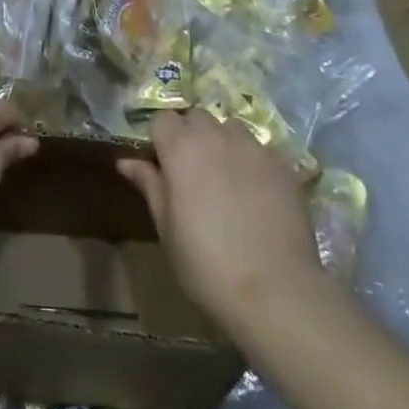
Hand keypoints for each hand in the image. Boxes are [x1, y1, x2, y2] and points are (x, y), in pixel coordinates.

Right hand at [118, 110, 323, 327]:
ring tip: (228, 179)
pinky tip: (259, 195)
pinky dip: (254, 163)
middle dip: (191, 135)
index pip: (162, 119)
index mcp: (181, 148)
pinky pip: (261, 150)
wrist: (275, 291)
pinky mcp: (283, 164)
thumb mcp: (167, 229)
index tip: (163, 166)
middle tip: (193, 172)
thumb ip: (149, 185)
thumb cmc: (207, 264)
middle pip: (197, 117)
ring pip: (231, 128)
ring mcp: (253, 147)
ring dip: (224, 143)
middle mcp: (215, 136)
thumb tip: (125, 161)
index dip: (160, 139)